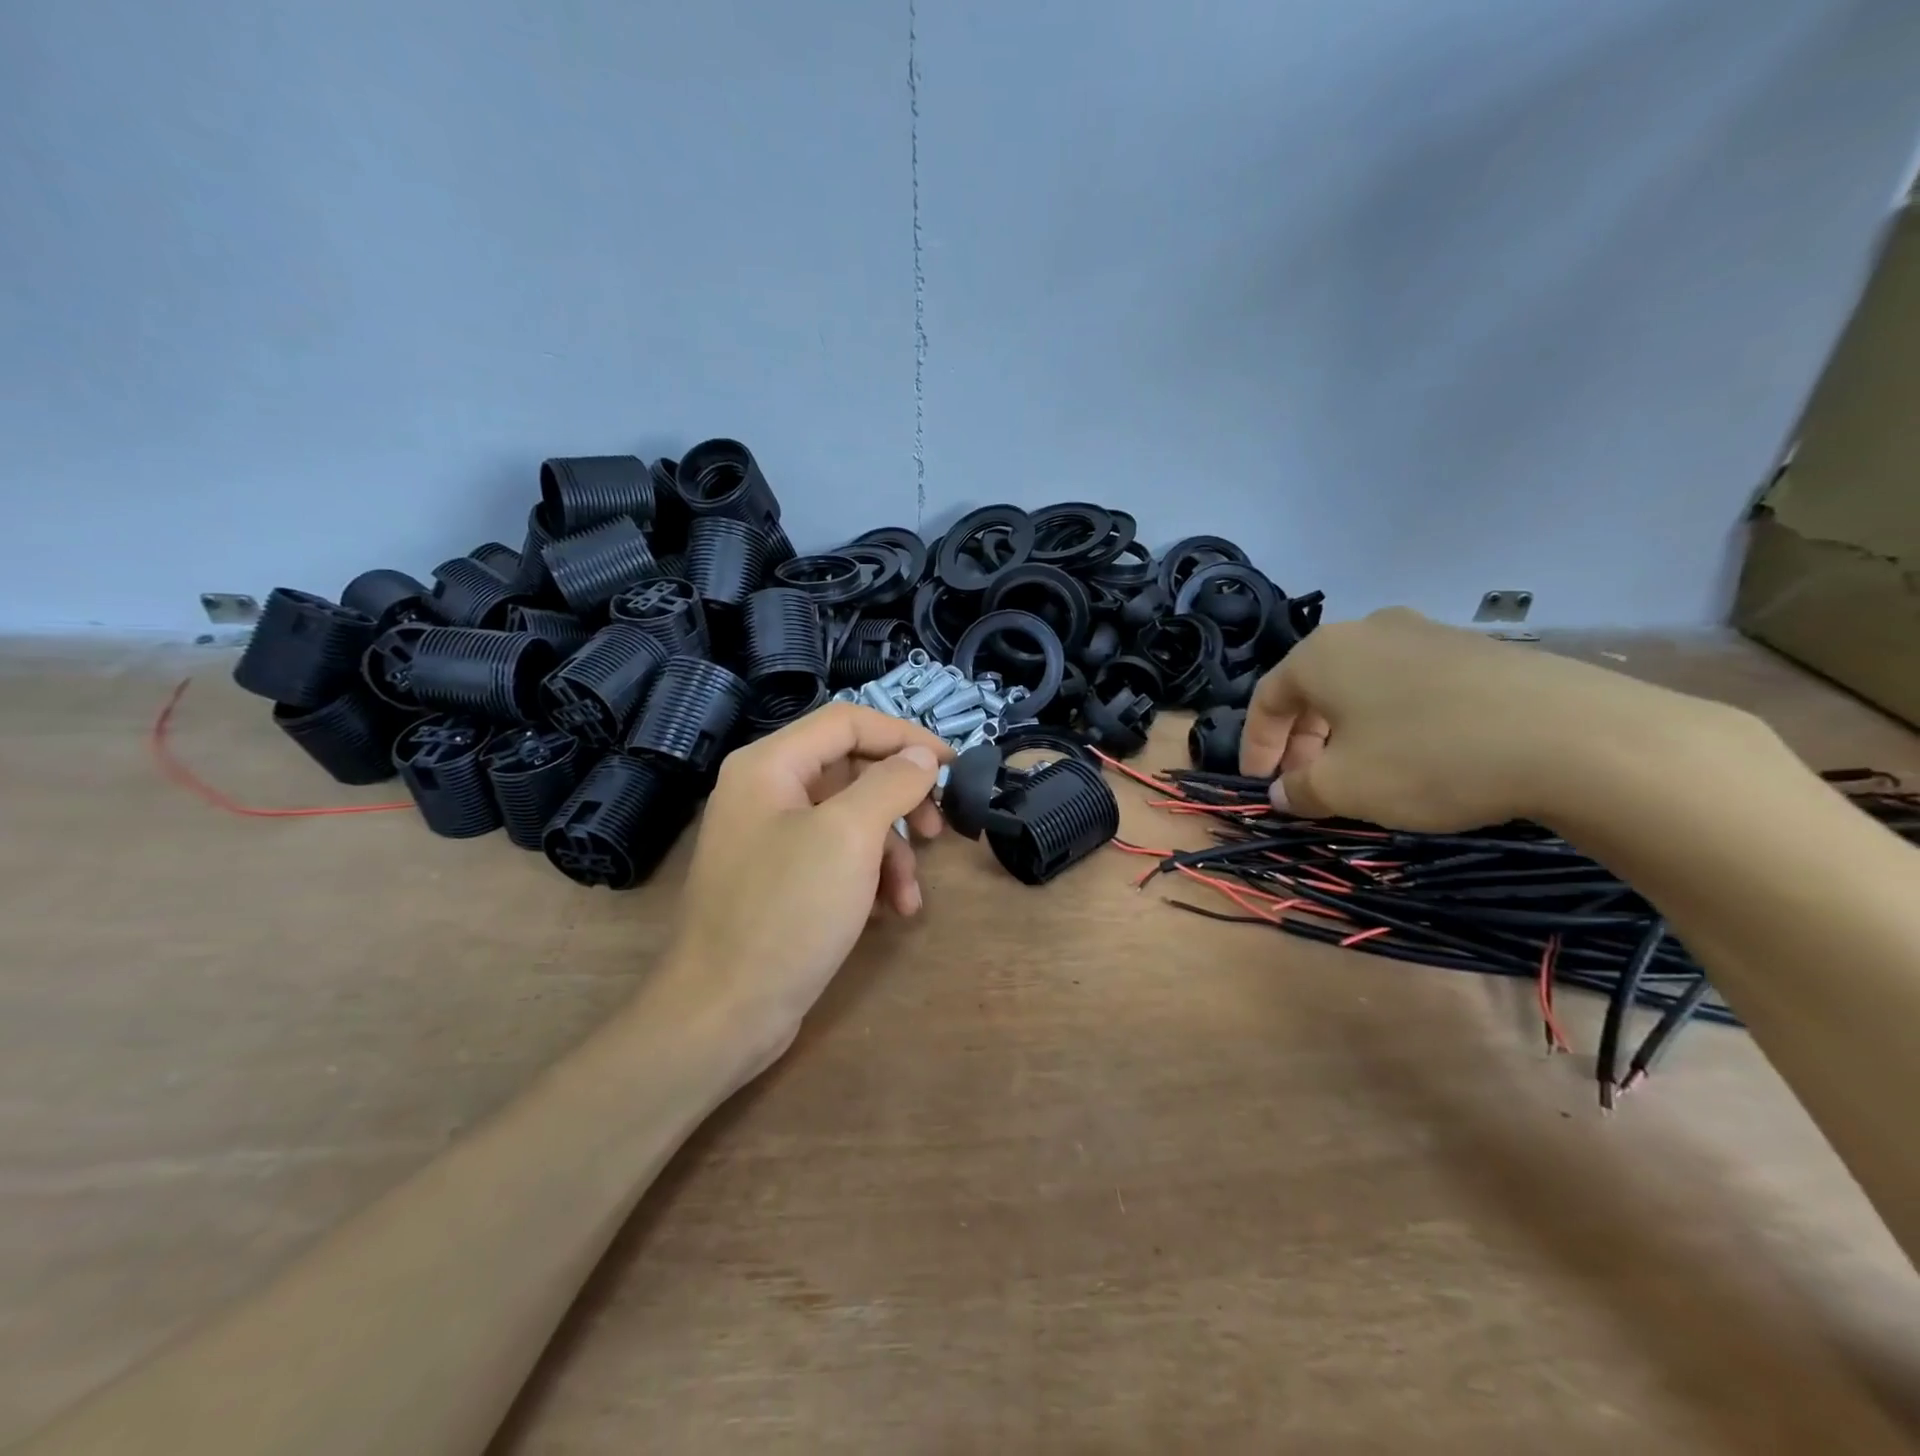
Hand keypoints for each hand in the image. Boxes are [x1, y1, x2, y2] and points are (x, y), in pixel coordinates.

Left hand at [654, 704, 952, 1075]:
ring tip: (910, 896)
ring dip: (890, 852)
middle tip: (936, 830)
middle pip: (851, 770)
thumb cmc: (786, 912)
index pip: (848, 722)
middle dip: (900, 801)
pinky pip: (835, 857)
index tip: (951, 763)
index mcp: (769, 765)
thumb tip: (922, 755)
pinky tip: (890, 913)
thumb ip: (890, 784)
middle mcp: (765, 791)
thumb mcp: (849, 837)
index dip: (904, 735)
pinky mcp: (780, 880)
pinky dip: (868, 878)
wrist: (722, 1014)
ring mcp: (770, 838)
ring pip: (849, 819)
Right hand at [1239, 607, 1743, 830]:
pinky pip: (1411, 687)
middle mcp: (1368, 630)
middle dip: (1303, 741)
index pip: (1267, 698)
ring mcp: (1428, 634)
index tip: (1261, 786)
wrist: (1574, 736)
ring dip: (1348, 732)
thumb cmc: (1428, 757)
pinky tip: (1419, 757)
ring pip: (1363, 687)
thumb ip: (1299, 790)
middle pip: (1315, 689)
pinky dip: (1394, 722)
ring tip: (1363, 774)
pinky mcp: (1476, 651)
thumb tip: (1282, 792)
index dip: (1257, 746)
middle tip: (1310, 785)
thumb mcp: (1345, 787)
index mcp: (1322, 653)